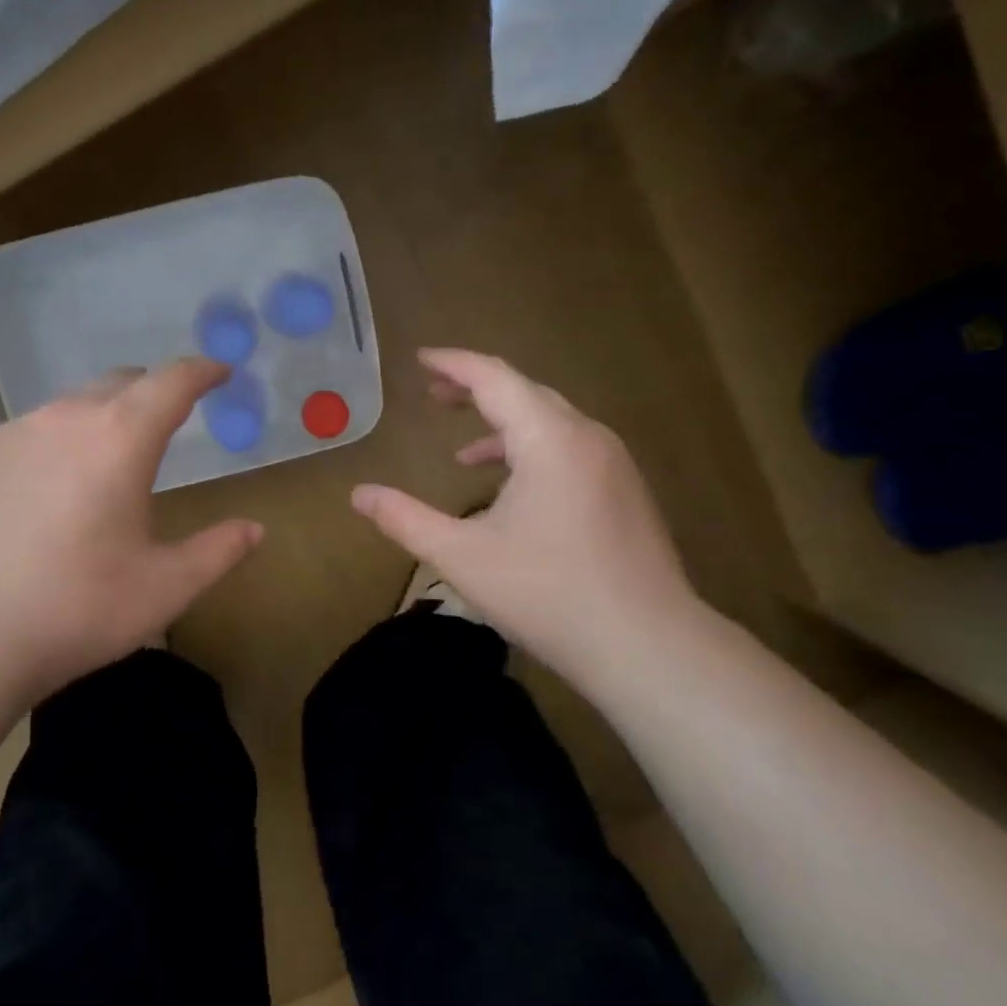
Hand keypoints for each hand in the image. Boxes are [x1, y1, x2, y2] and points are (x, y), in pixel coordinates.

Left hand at [0, 358, 262, 704]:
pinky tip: (41, 497)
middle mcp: (64, 419)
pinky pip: (25, 434)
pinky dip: (51, 447)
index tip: (218, 372)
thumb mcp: (164, 588)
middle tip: (167, 422)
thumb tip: (255, 529)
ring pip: (68, 408)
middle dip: (151, 393)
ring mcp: (10, 433)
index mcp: (120, 439)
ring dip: (98, 421)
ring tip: (102, 467)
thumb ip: (218, 551)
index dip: (202, 371)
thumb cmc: (76, 611)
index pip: (172, 382)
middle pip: (119, 384)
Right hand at [351, 349, 702, 683]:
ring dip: (504, 424)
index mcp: (549, 439)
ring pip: (551, 423)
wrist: (647, 645)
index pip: (495, 378)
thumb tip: (359, 494)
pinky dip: (531, 451)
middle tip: (434, 394)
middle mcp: (586, 438)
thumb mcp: (461, 556)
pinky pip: (570, 449)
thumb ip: (404, 519)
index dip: (453, 364)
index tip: (420, 359)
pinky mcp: (624, 492)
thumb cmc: (548, 594)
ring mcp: (613, 464)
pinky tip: (510, 488)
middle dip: (476, 389)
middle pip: (525, 393)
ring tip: (462, 447)